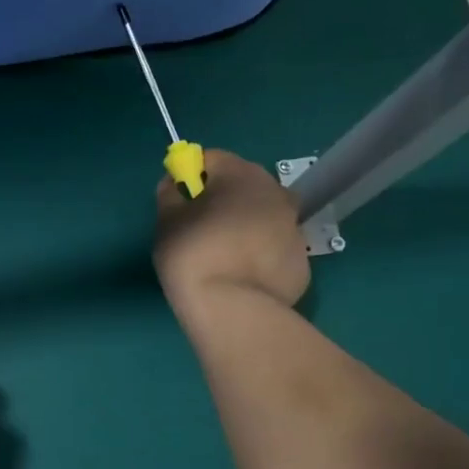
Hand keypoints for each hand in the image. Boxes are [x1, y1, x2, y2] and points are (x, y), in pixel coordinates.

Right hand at [154, 149, 311, 314]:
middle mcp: (276, 192)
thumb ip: (170, 194)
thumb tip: (176, 184)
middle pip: (243, 185)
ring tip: (222, 256)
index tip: (179, 200)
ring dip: (243, 225)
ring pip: (262, 216)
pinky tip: (240, 276)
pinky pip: (273, 247)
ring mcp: (294, 227)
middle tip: (199, 229)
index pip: (212, 159)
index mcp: (241, 175)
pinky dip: (258, 254)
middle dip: (222, 199)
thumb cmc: (193, 255)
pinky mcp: (302, 260)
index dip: (191, 175)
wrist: (233, 309)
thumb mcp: (166, 221)